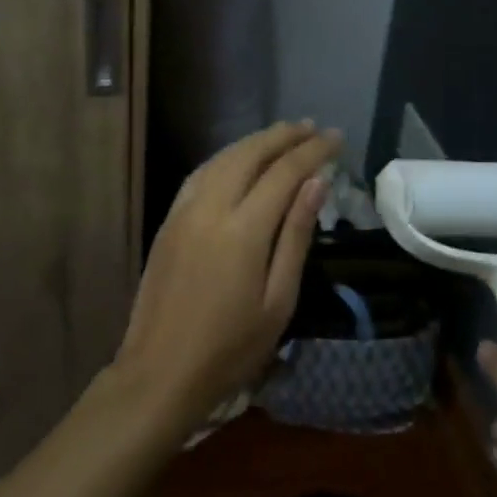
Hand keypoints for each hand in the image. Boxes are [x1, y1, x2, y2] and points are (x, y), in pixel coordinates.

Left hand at [115, 121, 338, 432]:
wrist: (160, 371)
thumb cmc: (230, 348)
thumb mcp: (278, 301)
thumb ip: (296, 236)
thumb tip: (316, 184)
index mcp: (243, 229)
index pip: (284, 173)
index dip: (312, 151)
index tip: (335, 137)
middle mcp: (211, 206)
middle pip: (250, 154)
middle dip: (283, 136)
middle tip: (310, 126)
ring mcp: (184, 209)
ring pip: (222, 157)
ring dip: (254, 141)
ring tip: (282, 135)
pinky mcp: (169, 218)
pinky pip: (202, 172)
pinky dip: (227, 156)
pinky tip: (239, 159)